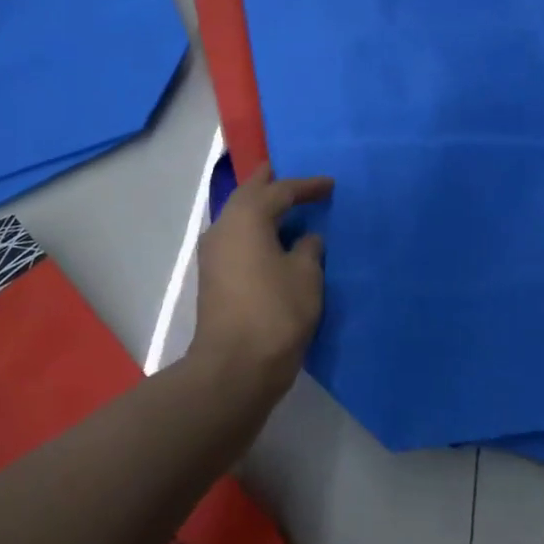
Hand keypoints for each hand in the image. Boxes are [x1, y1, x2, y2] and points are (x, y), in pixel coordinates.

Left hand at [189, 163, 333, 406]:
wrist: (234, 368)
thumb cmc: (275, 313)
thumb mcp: (305, 276)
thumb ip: (307, 249)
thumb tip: (305, 240)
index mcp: (246, 218)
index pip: (280, 190)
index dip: (306, 186)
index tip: (330, 185)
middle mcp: (223, 228)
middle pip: (249, 195)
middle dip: (271, 184)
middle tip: (291, 175)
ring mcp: (213, 254)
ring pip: (238, 217)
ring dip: (260, 209)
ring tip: (284, 206)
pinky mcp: (213, 278)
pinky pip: (236, 239)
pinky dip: (254, 230)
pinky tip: (272, 240)